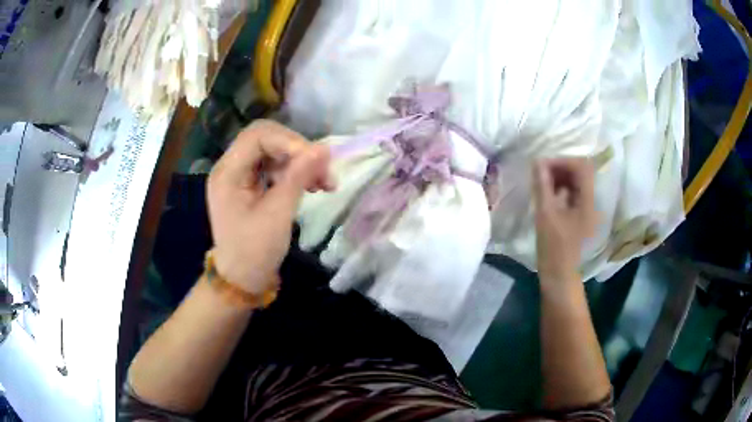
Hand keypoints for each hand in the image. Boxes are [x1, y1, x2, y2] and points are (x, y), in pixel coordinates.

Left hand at [207, 120, 332, 293]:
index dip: (290, 142)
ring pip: (273, 150)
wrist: (242, 279)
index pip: (258, 136)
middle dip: (297, 150)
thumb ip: (298, 177)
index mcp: (228, 172)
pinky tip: (312, 186)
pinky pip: (273, 165)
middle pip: (266, 138)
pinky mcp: (249, 183)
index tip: (317, 162)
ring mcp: (239, 174)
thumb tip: (325, 148)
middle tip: (323, 170)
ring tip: (323, 183)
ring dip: (300, 161)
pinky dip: (294, 172)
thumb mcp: (277, 215)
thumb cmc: (254, 252)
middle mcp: (230, 167)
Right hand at [533, 157, 595, 281]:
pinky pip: (574, 192)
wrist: (559, 275)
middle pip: (581, 172)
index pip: (581, 167)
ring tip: (542, 183)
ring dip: (560, 177)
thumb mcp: (545, 215)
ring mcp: (588, 208)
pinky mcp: (582, 214)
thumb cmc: (553, 248)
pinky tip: (548, 194)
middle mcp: (593, 201)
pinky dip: (561, 188)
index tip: (542, 166)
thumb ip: (542, 186)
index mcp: (589, 202)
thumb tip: (537, 162)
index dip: (562, 161)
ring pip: (577, 181)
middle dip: (560, 167)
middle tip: (540, 173)